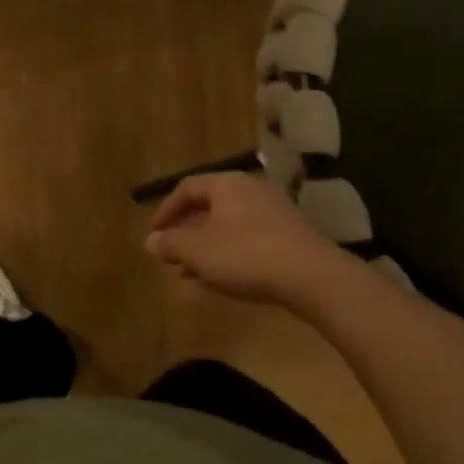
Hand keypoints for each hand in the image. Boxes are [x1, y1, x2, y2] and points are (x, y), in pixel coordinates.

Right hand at [144, 173, 344, 307]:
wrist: (312, 276)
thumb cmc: (246, 255)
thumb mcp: (198, 251)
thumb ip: (171, 244)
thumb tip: (151, 240)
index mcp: (227, 184)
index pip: (187, 188)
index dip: (166, 211)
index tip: (155, 235)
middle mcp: (251, 189)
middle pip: (210, 206)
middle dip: (187, 233)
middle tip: (173, 255)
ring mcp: (275, 210)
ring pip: (230, 225)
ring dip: (207, 247)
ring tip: (192, 274)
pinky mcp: (290, 233)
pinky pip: (250, 238)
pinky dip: (230, 253)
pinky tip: (223, 279)